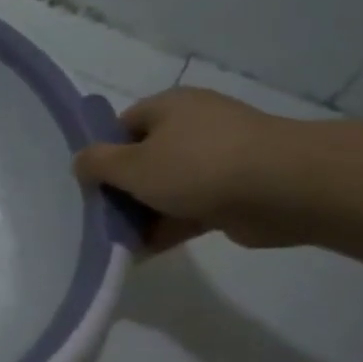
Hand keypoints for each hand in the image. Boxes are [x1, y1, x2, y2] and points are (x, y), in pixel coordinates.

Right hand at [73, 87, 296, 252]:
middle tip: (99, 218)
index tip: (89, 185)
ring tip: (116, 242)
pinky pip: (187, 210)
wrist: (282, 189)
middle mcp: (193, 127)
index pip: (122, 126)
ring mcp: (216, 160)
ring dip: (141, 215)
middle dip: (121, 191)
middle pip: (142, 159)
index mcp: (169, 107)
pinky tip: (142, 253)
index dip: (102, 154)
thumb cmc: (197, 166)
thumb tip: (80, 162)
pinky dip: (166, 228)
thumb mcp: (131, 164)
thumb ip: (97, 163)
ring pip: (165, 188)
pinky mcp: (232, 192)